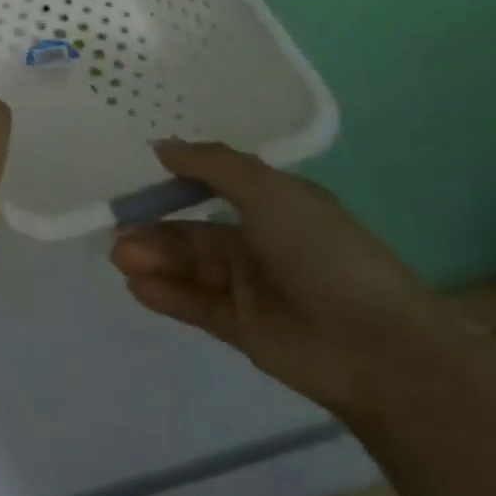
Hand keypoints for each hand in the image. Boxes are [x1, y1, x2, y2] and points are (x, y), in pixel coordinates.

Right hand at [109, 141, 465, 414]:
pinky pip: (196, 305)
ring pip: (190, 268)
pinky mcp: (243, 328)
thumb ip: (212, 165)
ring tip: (120, 257)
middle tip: (117, 231)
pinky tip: (136, 285)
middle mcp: (261, 243)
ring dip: (154, 260)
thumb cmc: (324, 253)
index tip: (138, 176)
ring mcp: (251, 288)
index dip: (178, 181)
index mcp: (276, 206)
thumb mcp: (270, 192)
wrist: (377, 348)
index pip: (217, 185)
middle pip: (195, 232)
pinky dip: (166, 294)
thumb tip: (162, 146)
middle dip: (156, 231)